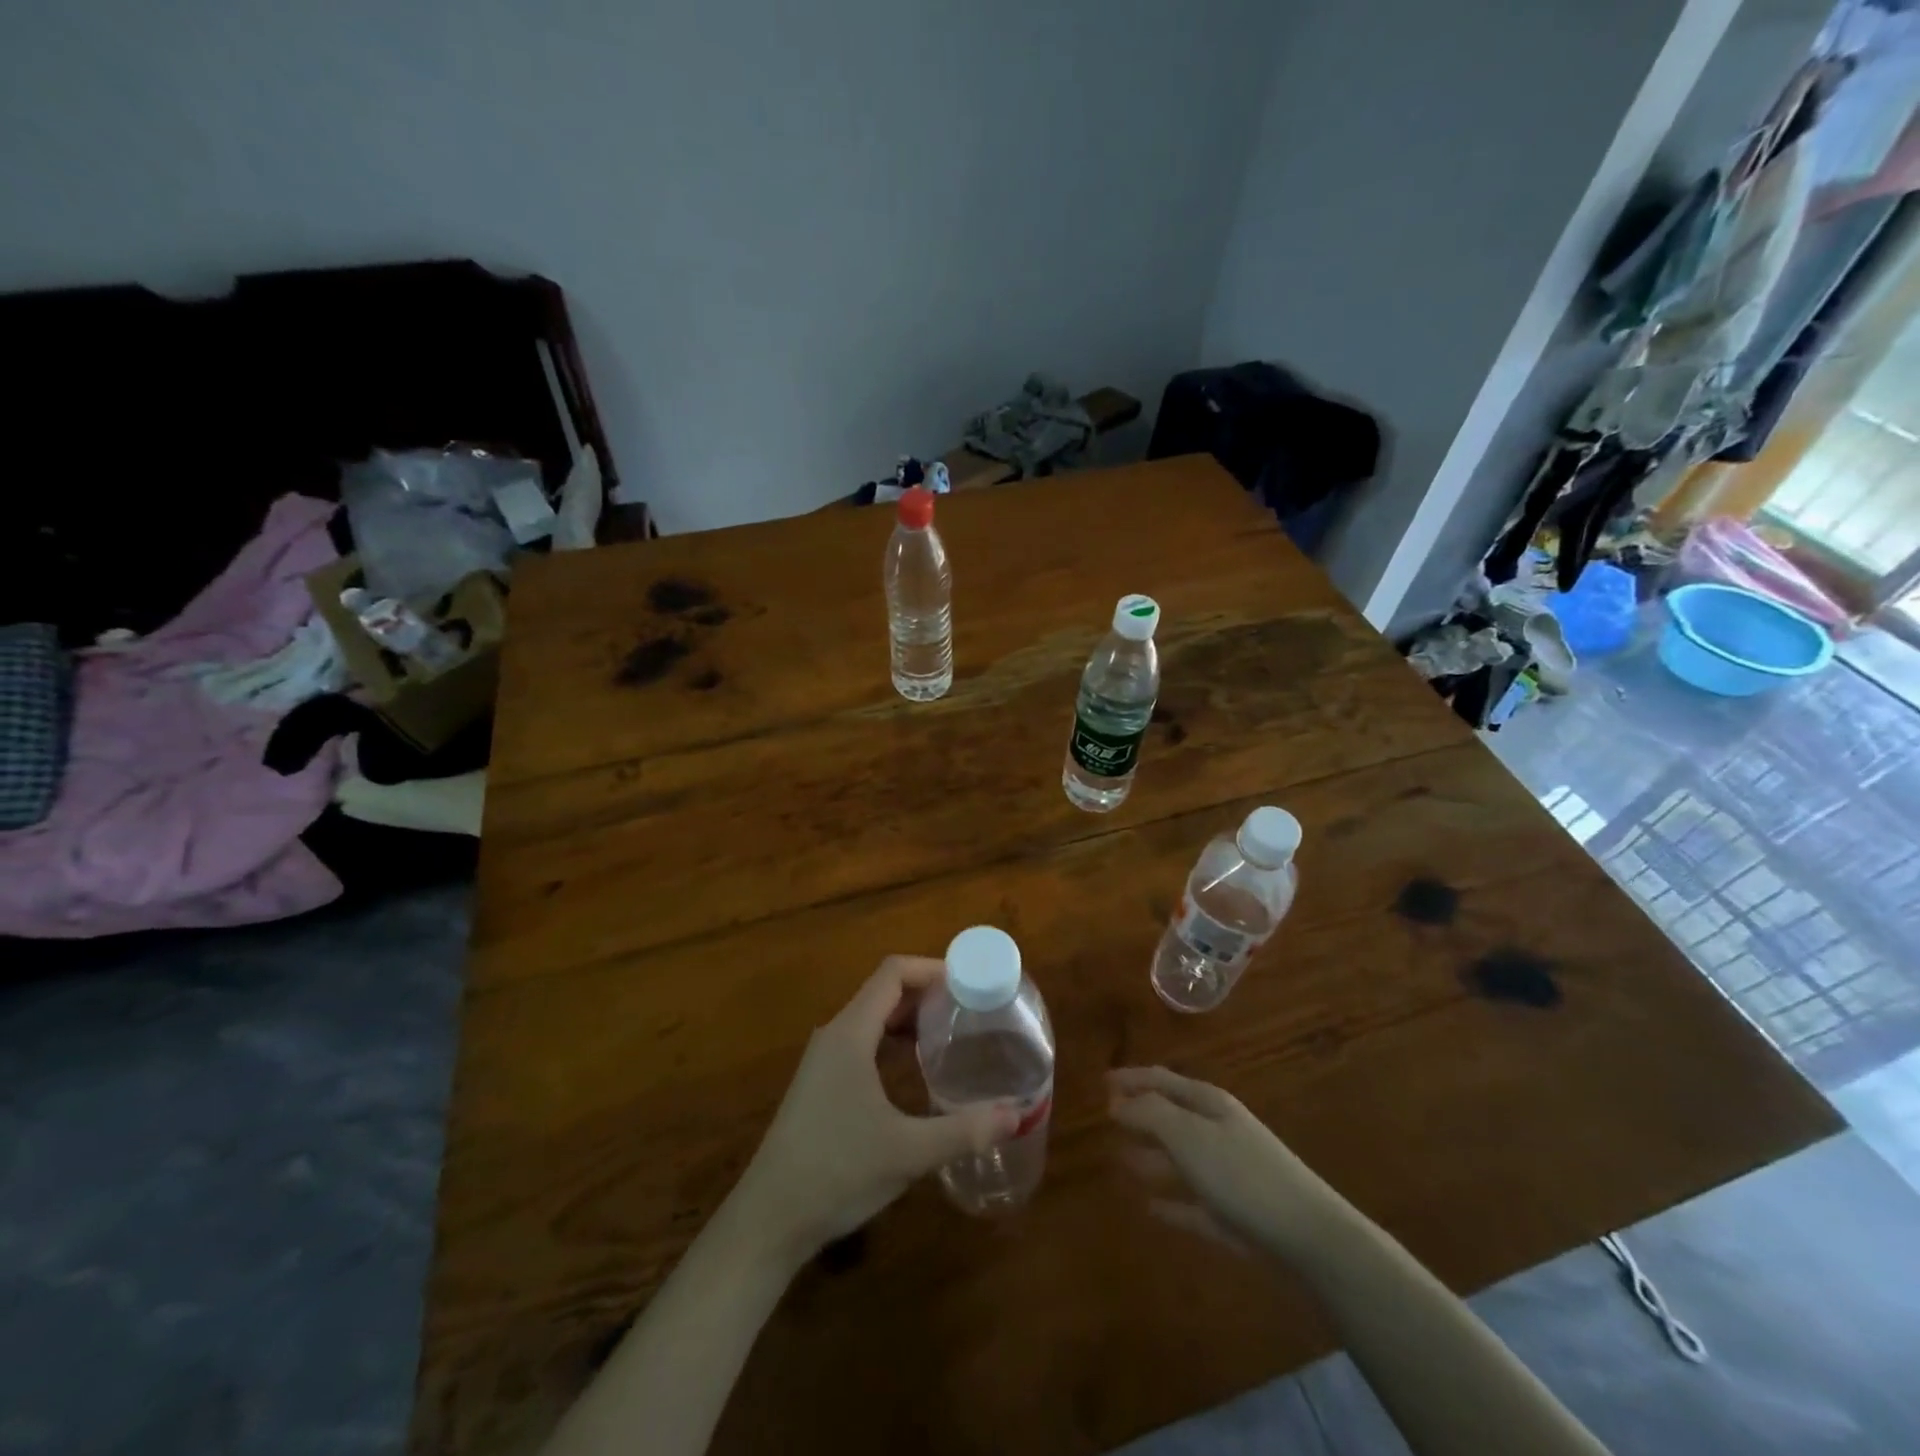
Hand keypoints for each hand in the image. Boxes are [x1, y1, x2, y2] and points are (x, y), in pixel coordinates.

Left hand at [728, 957, 1019, 1265]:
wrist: (768, 1220)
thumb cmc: (837, 1172)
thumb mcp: (908, 1152)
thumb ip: (964, 1131)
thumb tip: (1017, 1115)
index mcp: (851, 1033)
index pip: (892, 973)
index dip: (931, 968)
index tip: (969, 983)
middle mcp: (834, 1035)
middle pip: (883, 991)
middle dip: (926, 992)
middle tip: (969, 1009)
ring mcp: (823, 1060)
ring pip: (871, 1017)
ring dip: (908, 1017)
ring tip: (949, 1033)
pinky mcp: (820, 1084)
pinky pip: (861, 1041)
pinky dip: (891, 1040)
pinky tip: (913, 1068)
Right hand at [1108, 1066, 1341, 1261]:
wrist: (1311, 1238)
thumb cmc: (1243, 1175)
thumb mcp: (1189, 1136)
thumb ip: (1151, 1114)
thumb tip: (1118, 1102)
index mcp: (1209, 1104)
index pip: (1162, 1080)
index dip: (1132, 1078)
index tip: (1102, 1082)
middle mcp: (1218, 1131)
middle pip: (1171, 1116)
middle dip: (1141, 1115)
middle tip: (1106, 1118)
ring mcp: (1228, 1174)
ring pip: (1180, 1159)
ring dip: (1151, 1157)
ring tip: (1120, 1159)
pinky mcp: (1235, 1216)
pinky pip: (1193, 1204)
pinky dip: (1172, 1203)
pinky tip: (1150, 1208)